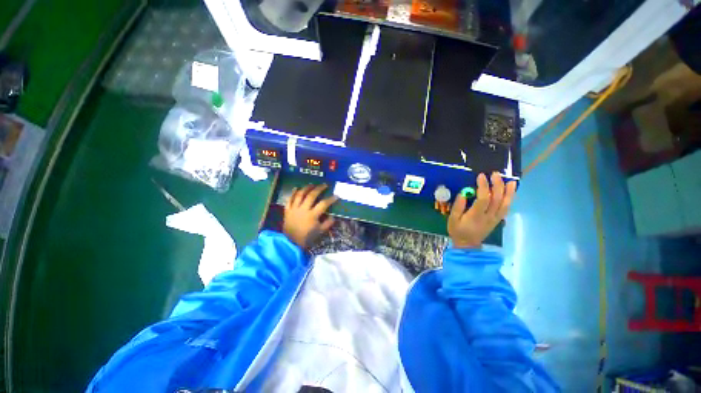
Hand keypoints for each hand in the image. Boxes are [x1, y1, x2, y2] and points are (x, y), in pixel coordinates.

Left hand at [284, 184, 337, 247]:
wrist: (290, 242)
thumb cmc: (306, 237)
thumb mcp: (320, 232)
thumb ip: (328, 223)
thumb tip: (333, 216)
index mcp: (312, 215)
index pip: (323, 204)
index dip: (331, 199)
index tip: (336, 195)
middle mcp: (303, 209)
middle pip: (311, 195)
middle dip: (319, 188)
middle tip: (324, 185)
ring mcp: (294, 208)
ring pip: (300, 194)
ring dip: (306, 188)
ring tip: (312, 184)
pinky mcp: (287, 210)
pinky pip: (289, 199)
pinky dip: (293, 193)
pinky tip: (296, 188)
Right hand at [448, 172, 516, 248]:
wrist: (468, 245)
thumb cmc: (458, 231)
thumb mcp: (452, 219)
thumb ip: (458, 206)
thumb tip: (463, 193)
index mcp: (476, 216)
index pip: (483, 199)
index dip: (483, 186)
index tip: (481, 176)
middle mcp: (488, 216)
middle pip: (497, 199)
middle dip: (497, 185)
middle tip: (494, 174)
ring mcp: (495, 218)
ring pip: (505, 204)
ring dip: (509, 192)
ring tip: (510, 181)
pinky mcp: (498, 220)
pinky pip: (506, 208)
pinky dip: (510, 199)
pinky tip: (511, 191)